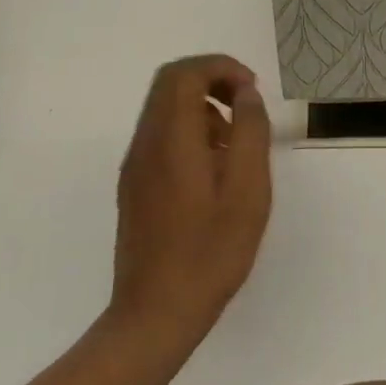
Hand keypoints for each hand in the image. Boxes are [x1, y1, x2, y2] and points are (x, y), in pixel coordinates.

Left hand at [109, 55, 271, 349]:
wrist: (154, 316)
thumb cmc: (210, 252)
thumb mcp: (248, 189)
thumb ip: (251, 131)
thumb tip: (246, 93)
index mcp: (171, 139)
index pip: (185, 73)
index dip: (221, 68)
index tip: (251, 90)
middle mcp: (146, 143)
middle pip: (170, 83)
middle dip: (211, 80)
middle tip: (245, 105)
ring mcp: (135, 165)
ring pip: (164, 107)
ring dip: (202, 106)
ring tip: (235, 142)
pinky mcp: (134, 185)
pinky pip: (160, 134)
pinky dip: (189, 129)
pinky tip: (214, 168)